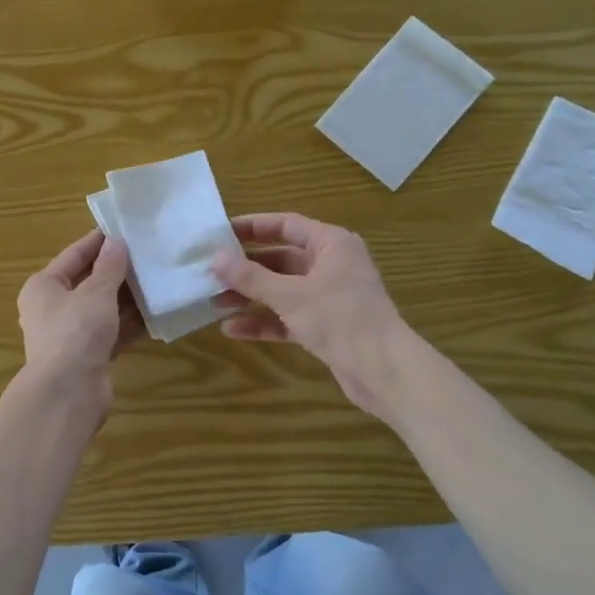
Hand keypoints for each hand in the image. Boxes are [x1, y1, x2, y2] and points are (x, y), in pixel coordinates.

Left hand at [17, 229, 142, 409]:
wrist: (68, 393)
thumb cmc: (76, 332)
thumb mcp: (96, 293)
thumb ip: (110, 266)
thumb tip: (116, 242)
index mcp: (44, 286)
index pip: (74, 255)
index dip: (99, 241)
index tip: (124, 228)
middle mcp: (53, 308)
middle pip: (88, 282)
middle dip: (117, 271)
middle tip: (148, 254)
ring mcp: (71, 334)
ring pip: (102, 308)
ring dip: (127, 297)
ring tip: (157, 279)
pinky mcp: (88, 355)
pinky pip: (112, 331)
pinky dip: (130, 323)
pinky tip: (155, 313)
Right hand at [212, 213, 413, 417]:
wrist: (383, 370)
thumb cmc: (340, 318)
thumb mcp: (290, 295)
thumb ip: (250, 277)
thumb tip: (214, 259)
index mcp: (331, 244)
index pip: (286, 224)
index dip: (252, 227)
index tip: (220, 233)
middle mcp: (331, 265)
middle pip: (280, 259)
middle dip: (246, 268)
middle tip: (211, 272)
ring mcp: (328, 297)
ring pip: (281, 290)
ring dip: (250, 296)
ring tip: (214, 302)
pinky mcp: (325, 326)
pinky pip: (287, 317)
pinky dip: (264, 321)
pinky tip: (232, 329)